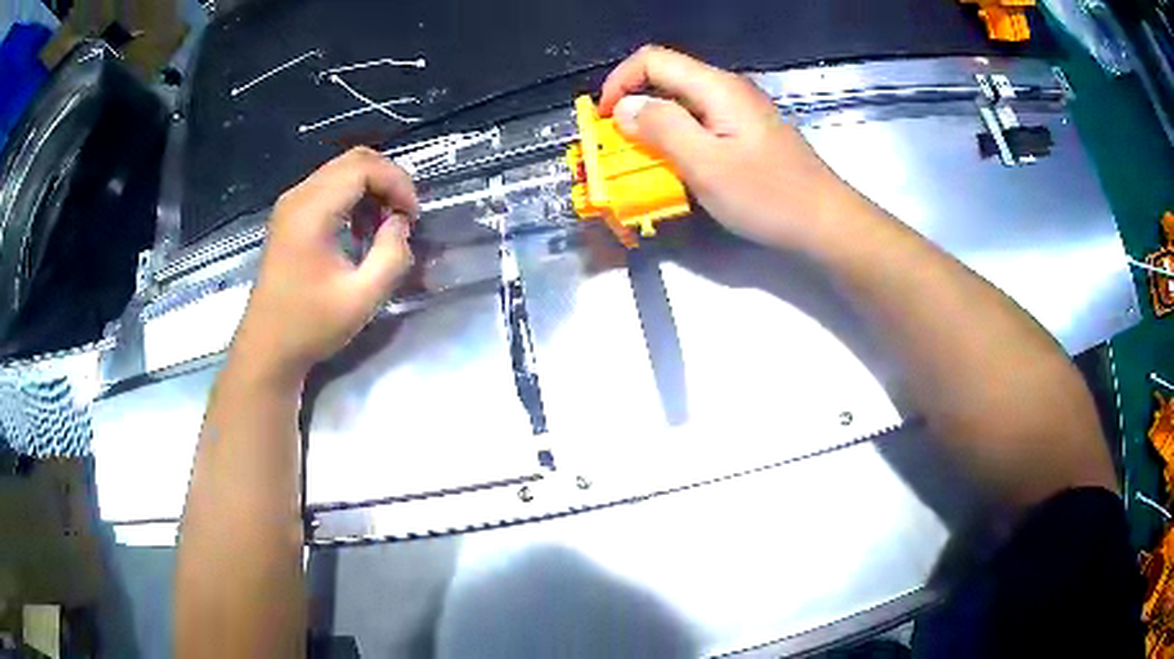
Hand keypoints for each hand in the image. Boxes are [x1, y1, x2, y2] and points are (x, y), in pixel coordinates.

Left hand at [230, 147, 417, 386]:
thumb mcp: (362, 299)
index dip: (397, 183)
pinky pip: (329, 188)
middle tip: (404, 216)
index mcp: (311, 212)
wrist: (267, 349)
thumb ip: (392, 256)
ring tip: (384, 227)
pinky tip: (360, 231)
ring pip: (342, 171)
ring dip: (372, 189)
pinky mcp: (289, 216)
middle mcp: (298, 197)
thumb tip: (401, 223)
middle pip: (353, 160)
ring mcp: (290, 205)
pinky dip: (354, 198)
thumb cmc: (309, 327)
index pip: (363, 168)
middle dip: (388, 181)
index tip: (413, 217)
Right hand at [599, 45, 858, 249]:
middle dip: (634, 103)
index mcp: (717, 87)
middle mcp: (728, 90)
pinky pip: (702, 121)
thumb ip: (661, 128)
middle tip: (618, 143)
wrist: (825, 221)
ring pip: (684, 101)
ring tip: (642, 157)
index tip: (603, 119)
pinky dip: (679, 136)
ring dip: (655, 123)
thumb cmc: (768, 196)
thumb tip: (625, 107)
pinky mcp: (749, 132)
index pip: (653, 60)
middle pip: (668, 77)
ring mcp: (742, 111)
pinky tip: (679, 164)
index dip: (620, 82)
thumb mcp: (706, 164)